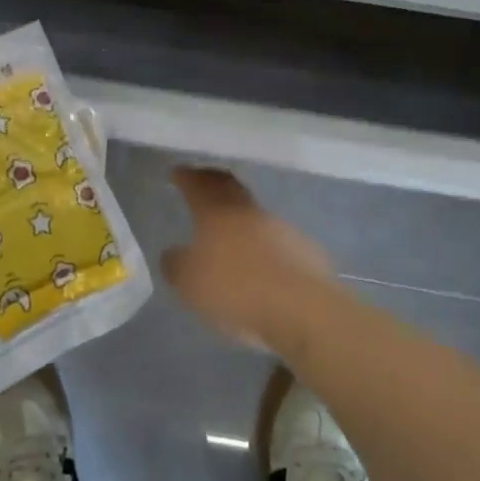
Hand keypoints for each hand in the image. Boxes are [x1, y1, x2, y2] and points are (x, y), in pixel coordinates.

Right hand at [160, 167, 335, 358]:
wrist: (302, 309)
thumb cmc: (235, 289)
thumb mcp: (189, 283)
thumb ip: (176, 265)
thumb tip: (173, 254)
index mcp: (216, 213)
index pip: (198, 184)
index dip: (186, 177)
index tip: (178, 171)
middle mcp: (249, 212)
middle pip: (229, 188)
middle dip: (213, 183)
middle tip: (202, 182)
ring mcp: (282, 229)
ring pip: (255, 215)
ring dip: (241, 218)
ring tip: (230, 231)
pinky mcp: (307, 251)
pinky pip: (278, 241)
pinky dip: (264, 245)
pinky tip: (262, 263)